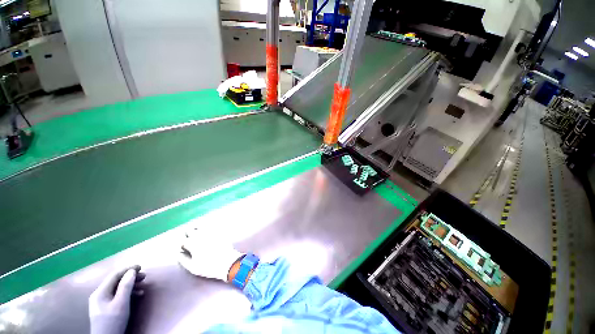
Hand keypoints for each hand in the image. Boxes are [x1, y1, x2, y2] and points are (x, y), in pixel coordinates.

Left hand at [89, 266, 145, 333]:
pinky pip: (117, 295)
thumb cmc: (113, 321)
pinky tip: (137, 295)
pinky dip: (128, 293)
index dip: (128, 269)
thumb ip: (126, 286)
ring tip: (143, 285)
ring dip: (131, 285)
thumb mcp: (121, 303)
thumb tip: (132, 271)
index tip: (141, 267)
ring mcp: (101, 302)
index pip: (115, 275)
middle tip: (144, 276)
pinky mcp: (105, 308)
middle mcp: (99, 294)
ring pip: (117, 288)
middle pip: (116, 281)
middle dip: (131, 277)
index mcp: (100, 292)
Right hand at [178, 229, 241, 280]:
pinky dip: (207, 227)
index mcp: (193, 244)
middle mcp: (201, 235)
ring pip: (200, 226)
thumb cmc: (209, 267)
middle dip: (188, 235)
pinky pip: (211, 226)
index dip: (183, 246)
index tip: (185, 249)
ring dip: (197, 229)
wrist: (228, 262)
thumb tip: (179, 253)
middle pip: (190, 230)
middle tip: (190, 240)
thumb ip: (183, 260)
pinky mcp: (219, 231)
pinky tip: (208, 232)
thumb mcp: (193, 267)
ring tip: (197, 235)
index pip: (183, 241)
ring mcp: (211, 231)